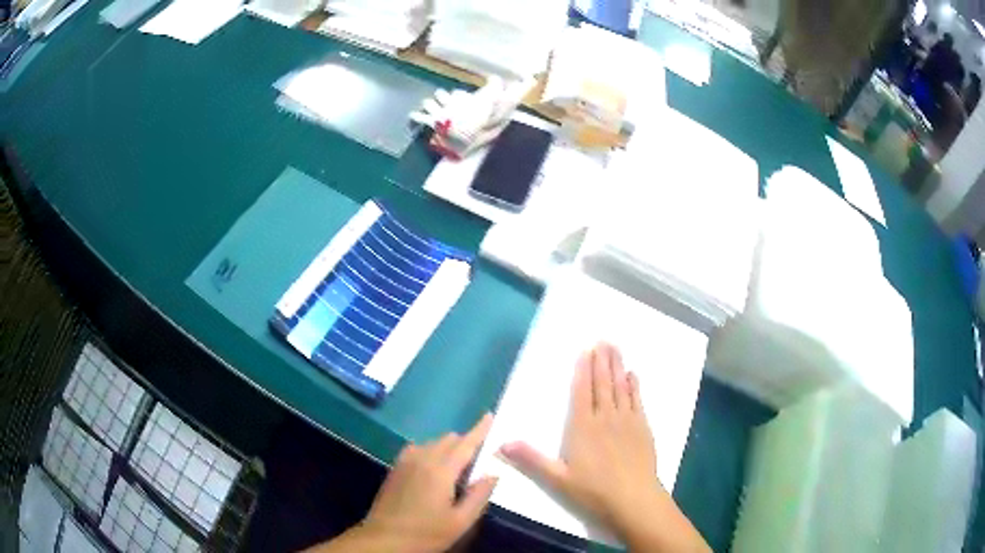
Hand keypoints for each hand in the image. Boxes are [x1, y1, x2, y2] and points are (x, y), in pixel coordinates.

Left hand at [308, 415, 497, 552]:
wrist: (384, 539)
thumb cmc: (426, 533)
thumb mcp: (460, 521)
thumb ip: (479, 495)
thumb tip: (493, 473)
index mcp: (441, 470)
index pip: (466, 443)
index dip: (480, 429)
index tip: (490, 415)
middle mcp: (422, 458)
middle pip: (449, 439)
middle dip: (466, 443)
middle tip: (477, 464)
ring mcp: (405, 461)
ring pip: (433, 443)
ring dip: (448, 449)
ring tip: (456, 472)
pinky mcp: (395, 468)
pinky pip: (419, 449)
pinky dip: (432, 452)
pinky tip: (433, 472)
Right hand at [499, 343, 708, 551]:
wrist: (634, 499)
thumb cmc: (593, 491)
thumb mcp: (558, 479)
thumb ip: (531, 460)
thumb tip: (501, 443)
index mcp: (583, 428)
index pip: (582, 393)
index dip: (583, 371)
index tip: (586, 351)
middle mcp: (605, 418)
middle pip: (603, 385)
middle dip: (602, 361)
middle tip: (604, 340)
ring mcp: (627, 422)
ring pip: (621, 388)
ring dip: (618, 367)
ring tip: (616, 348)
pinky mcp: (643, 429)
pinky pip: (638, 401)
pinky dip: (635, 386)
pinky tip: (633, 376)